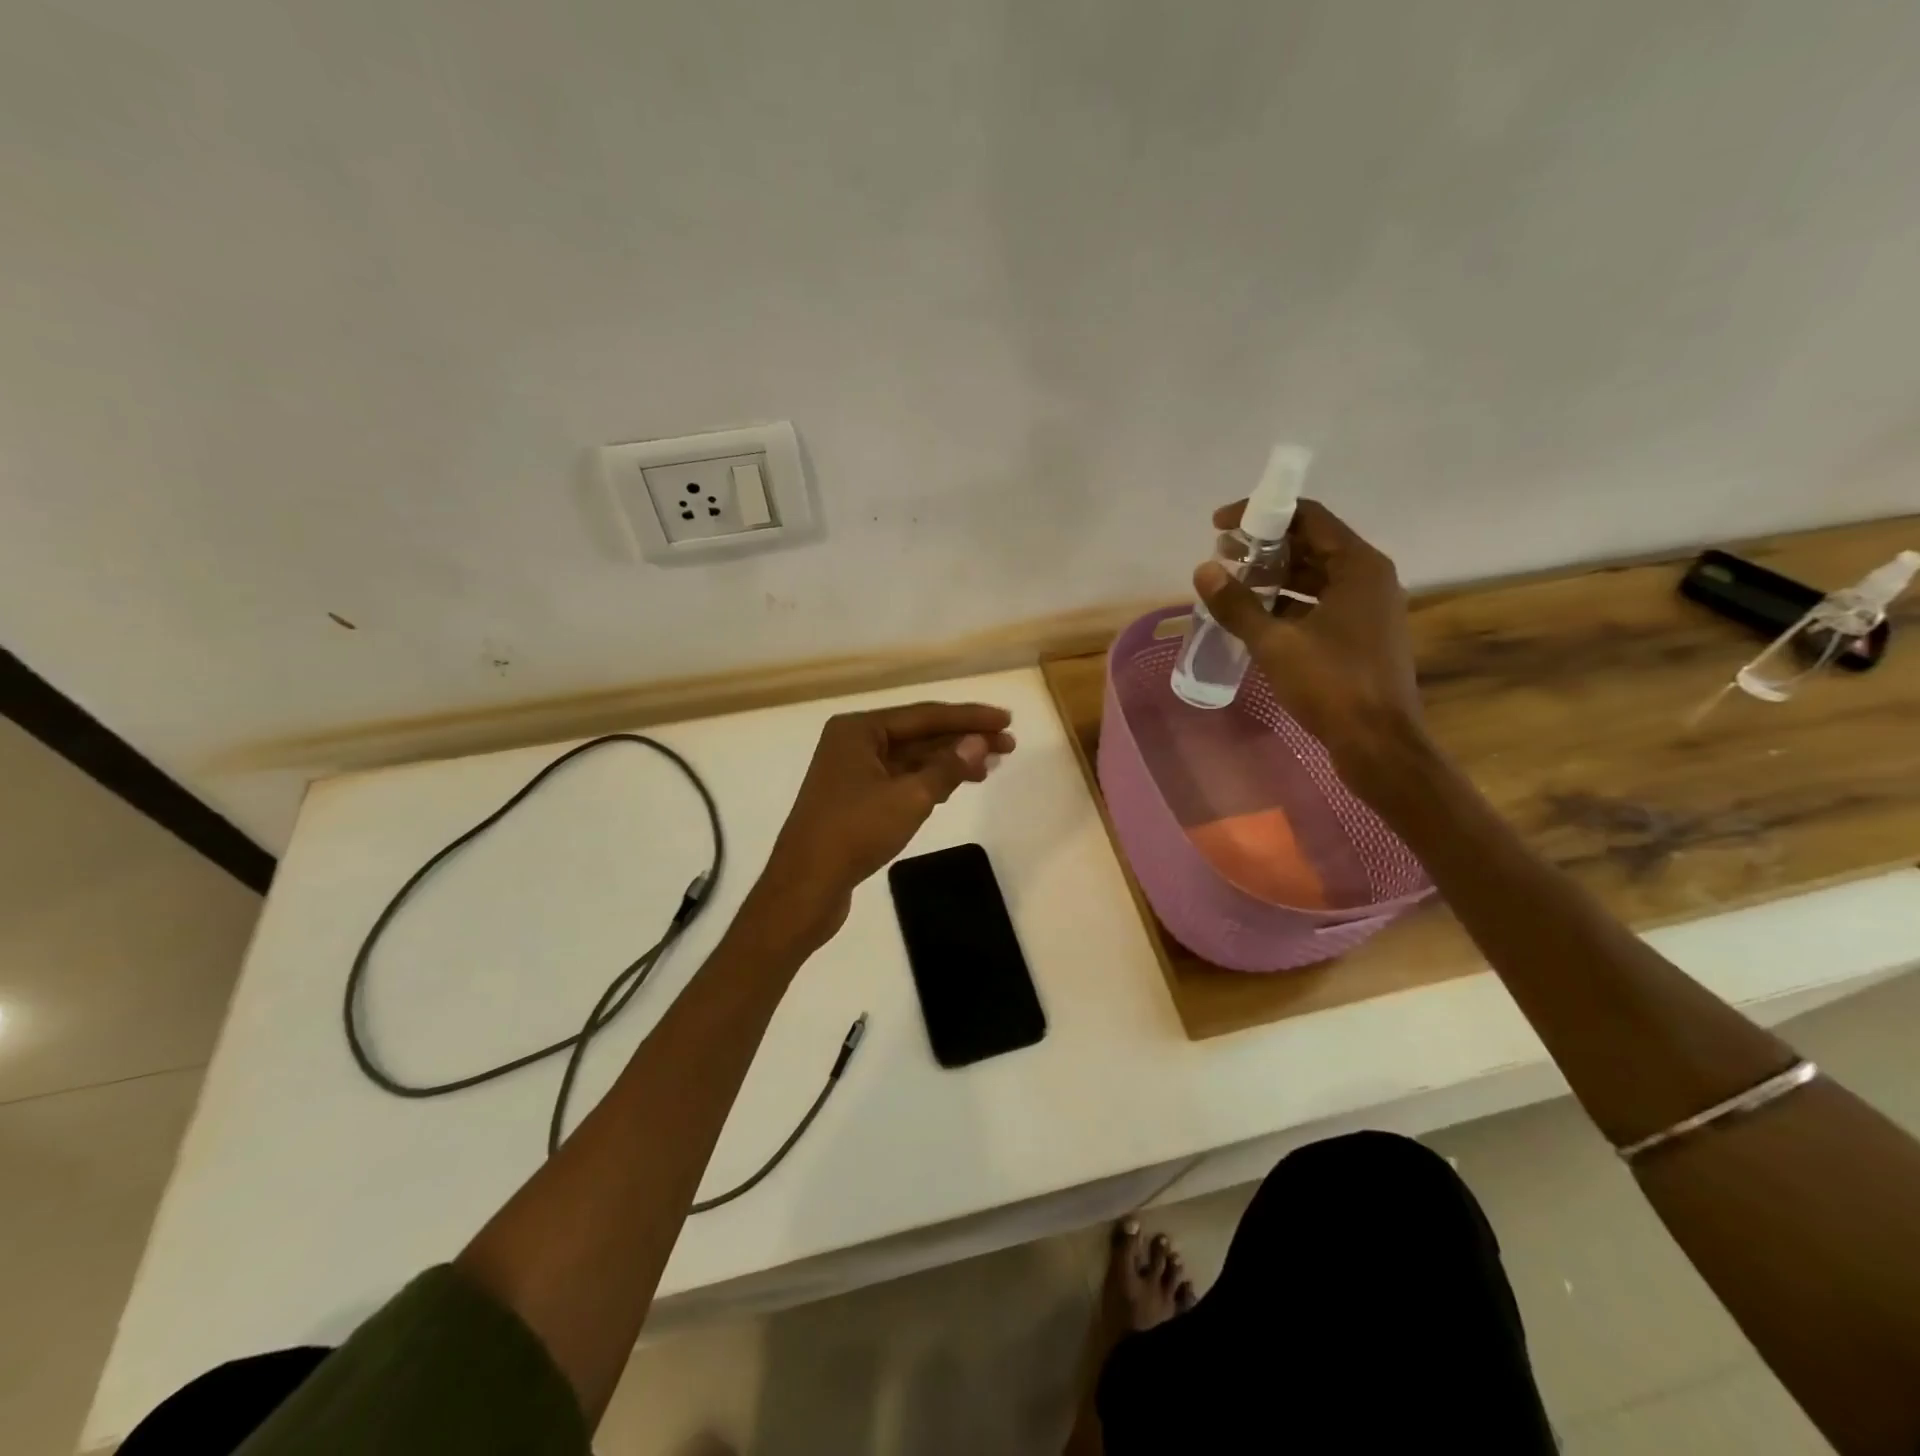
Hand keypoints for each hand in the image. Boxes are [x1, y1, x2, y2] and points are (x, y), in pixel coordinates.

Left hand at [747, 701, 1015, 947]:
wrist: (805, 887)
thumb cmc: (854, 833)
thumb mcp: (909, 797)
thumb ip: (947, 767)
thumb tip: (979, 742)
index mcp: (859, 729)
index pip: (925, 715)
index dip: (969, 717)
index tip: (1006, 719)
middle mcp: (853, 743)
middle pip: (919, 734)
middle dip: (963, 739)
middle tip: (1008, 745)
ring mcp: (852, 773)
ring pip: (911, 759)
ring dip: (949, 762)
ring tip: (990, 767)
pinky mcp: (856, 801)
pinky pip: (901, 780)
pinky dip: (930, 781)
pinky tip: (956, 785)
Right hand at [1194, 498, 1424, 779]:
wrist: (1378, 742)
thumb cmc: (1331, 684)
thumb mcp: (1275, 643)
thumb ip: (1237, 605)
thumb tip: (1203, 570)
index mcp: (1358, 566)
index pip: (1308, 517)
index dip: (1262, 514)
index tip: (1220, 525)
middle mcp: (1369, 577)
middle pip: (1312, 544)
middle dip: (1265, 547)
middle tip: (1221, 556)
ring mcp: (1368, 607)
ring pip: (1315, 576)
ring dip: (1274, 576)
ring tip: (1232, 585)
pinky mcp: (1361, 634)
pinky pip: (1321, 602)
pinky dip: (1289, 602)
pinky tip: (1257, 616)